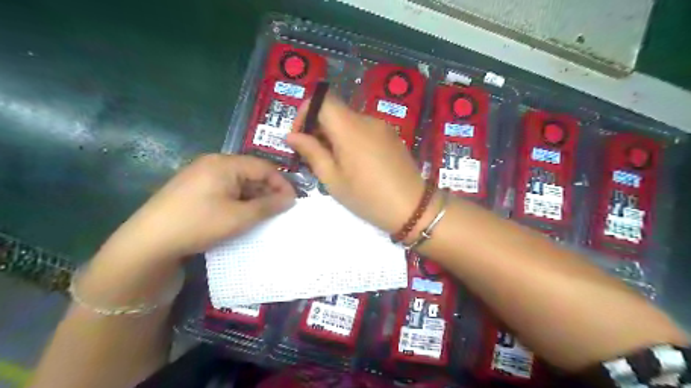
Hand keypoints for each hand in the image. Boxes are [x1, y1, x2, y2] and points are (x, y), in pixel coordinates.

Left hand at [99, 154, 293, 263]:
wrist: (148, 242)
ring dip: (254, 196)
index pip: (264, 167)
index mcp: (225, 163)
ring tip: (263, 214)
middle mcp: (213, 163)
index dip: (282, 183)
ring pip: (239, 181)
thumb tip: (291, 199)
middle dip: (268, 190)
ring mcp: (201, 174)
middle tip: (279, 210)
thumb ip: (268, 206)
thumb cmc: (199, 224)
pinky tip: (242, 214)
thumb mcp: (239, 217)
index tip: (293, 202)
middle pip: (251, 172)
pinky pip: (225, 188)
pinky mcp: (194, 186)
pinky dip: (239, 199)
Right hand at [283, 95, 423, 232]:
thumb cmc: (368, 197)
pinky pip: (365, 129)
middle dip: (318, 129)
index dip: (305, 113)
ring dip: (335, 135)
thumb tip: (291, 136)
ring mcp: (382, 127)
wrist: (413, 208)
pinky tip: (356, 163)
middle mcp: (367, 119)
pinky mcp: (391, 136)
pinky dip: (352, 139)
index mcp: (350, 128)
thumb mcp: (333, 179)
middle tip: (314, 157)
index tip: (300, 137)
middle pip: (335, 111)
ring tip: (335, 164)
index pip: (321, 99)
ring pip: (349, 121)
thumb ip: (312, 152)